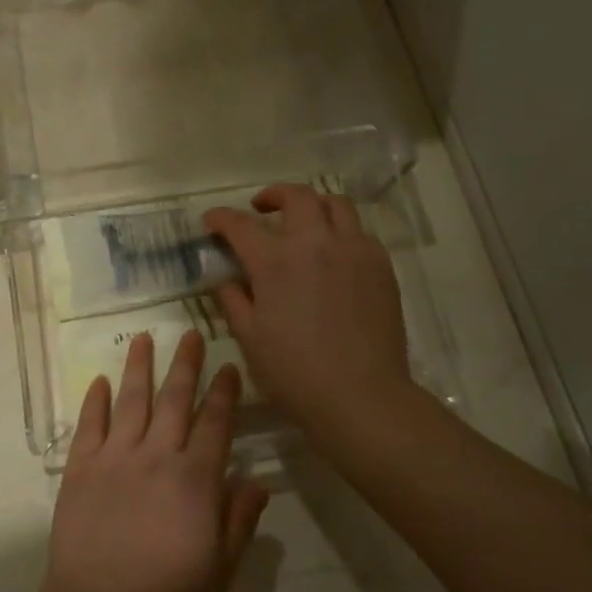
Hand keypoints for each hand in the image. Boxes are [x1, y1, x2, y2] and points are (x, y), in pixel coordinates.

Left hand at [42, 331, 267, 591]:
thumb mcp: (220, 570)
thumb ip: (239, 520)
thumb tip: (258, 481)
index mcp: (194, 480)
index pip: (215, 424)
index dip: (224, 393)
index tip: (228, 366)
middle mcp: (156, 456)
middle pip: (175, 399)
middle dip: (185, 364)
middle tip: (190, 334)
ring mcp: (114, 458)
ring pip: (131, 401)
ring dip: (139, 367)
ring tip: (143, 338)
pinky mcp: (80, 469)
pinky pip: (90, 425)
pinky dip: (96, 400)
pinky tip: (101, 381)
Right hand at [205, 186, 414, 431]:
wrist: (361, 396)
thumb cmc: (295, 373)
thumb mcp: (250, 338)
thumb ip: (234, 300)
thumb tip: (226, 279)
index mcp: (275, 261)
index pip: (240, 225)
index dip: (221, 219)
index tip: (211, 221)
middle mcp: (315, 243)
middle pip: (296, 196)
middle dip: (273, 195)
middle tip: (261, 209)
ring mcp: (353, 250)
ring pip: (335, 205)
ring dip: (312, 205)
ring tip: (303, 223)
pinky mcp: (380, 266)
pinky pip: (360, 232)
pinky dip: (341, 232)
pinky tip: (334, 254)